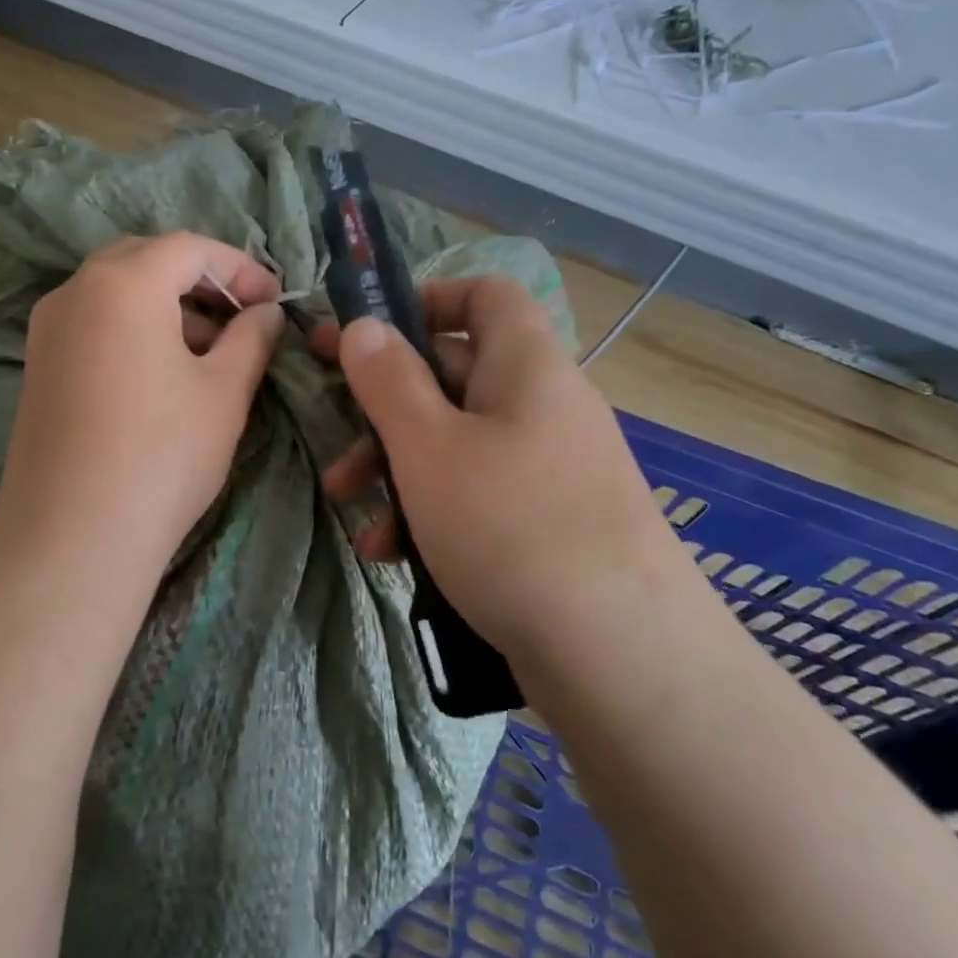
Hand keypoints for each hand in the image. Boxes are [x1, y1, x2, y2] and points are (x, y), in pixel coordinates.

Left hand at [0, 233, 284, 589]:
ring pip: (117, 291)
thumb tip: (265, 313)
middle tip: (241, 317)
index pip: (189, 248)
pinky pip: (94, 322)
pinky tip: (164, 373)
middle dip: (200, 281)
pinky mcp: (39, 364)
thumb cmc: (161, 455)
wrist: (72, 537)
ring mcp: (48, 328)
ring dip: (167, 305)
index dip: (239, 268)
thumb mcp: (224, 392)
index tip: (274, 302)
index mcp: (123, 283)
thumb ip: (251, 339)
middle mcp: (76, 291)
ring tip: (210, 351)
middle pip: (146, 260)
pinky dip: (134, 328)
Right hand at [312, 277, 685, 650]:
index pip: (485, 295)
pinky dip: (431, 510)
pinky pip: (479, 494)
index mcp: (527, 366)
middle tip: (334, 433)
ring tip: (350, 508)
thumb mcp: (429, 447)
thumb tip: (363, 327)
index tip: (368, 334)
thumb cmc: (510, 528)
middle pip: (454, 375)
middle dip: (386, 405)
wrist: (623, 661)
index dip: (425, 299)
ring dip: (397, 467)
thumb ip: (388, 380)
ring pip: (458, 442)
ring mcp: (550, 469)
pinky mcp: (549, 525)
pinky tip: (391, 554)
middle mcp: (544, 406)